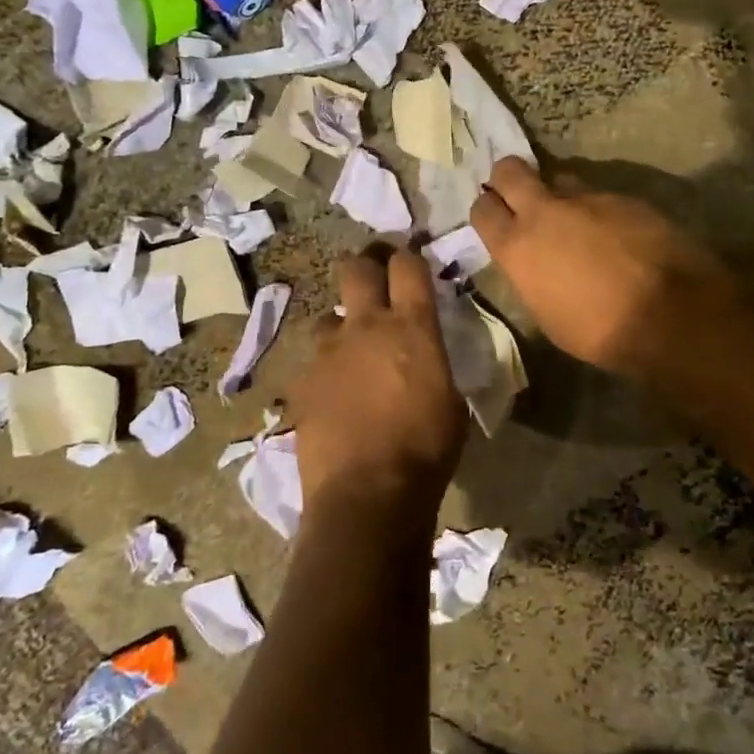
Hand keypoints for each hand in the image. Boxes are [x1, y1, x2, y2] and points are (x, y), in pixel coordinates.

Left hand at [288, 249, 466, 520]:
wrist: (367, 494)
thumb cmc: (425, 450)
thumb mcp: (451, 402)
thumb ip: (434, 364)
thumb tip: (424, 355)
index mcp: (411, 327)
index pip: (407, 266)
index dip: (408, 258)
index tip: (409, 263)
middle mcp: (365, 326)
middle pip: (356, 269)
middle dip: (364, 267)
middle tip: (373, 280)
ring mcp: (328, 352)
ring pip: (328, 316)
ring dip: (341, 326)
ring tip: (349, 352)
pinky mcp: (302, 381)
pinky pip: (314, 361)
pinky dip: (325, 369)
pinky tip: (333, 395)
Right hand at [471, 157, 732, 377]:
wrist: (672, 314)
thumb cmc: (600, 330)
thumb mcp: (546, 313)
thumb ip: (530, 274)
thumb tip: (532, 261)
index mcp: (518, 245)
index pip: (482, 208)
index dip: (485, 209)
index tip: (493, 218)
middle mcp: (545, 211)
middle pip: (510, 170)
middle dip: (507, 178)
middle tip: (516, 194)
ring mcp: (587, 198)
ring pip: (559, 179)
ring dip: (558, 195)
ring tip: (574, 220)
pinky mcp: (624, 197)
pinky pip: (599, 195)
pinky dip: (599, 210)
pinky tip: (615, 234)